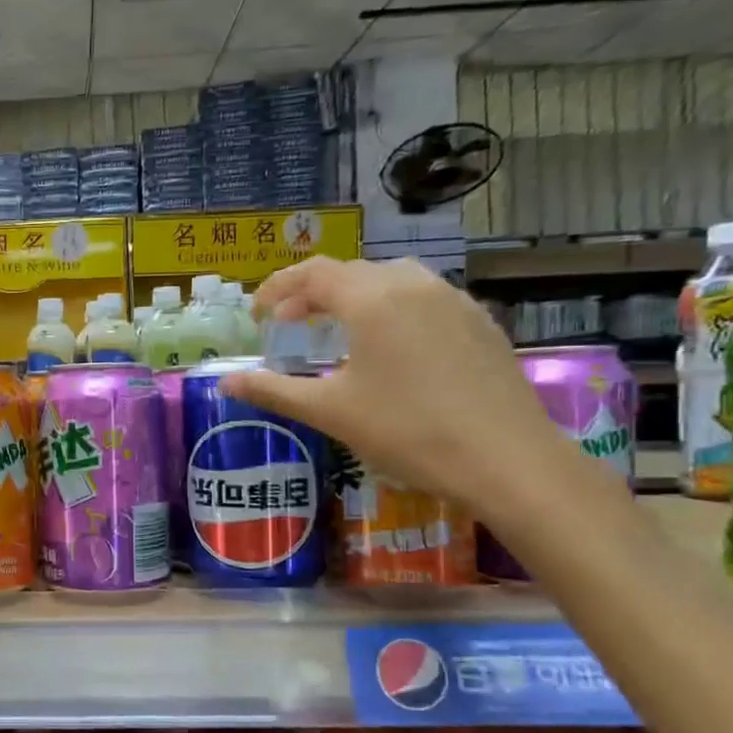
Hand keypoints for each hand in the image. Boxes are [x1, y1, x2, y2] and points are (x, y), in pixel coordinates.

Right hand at [221, 256, 584, 525]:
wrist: (507, 459)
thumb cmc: (408, 431)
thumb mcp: (330, 412)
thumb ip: (273, 390)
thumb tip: (225, 381)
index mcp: (372, 299)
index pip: (314, 273)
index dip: (278, 288)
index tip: (258, 315)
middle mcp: (413, 284)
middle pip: (351, 272)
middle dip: (312, 293)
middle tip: (289, 326)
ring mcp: (453, 300)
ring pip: (391, 280)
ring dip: (354, 297)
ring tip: (338, 331)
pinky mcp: (480, 321)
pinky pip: (424, 298)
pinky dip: (392, 309)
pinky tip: (392, 348)